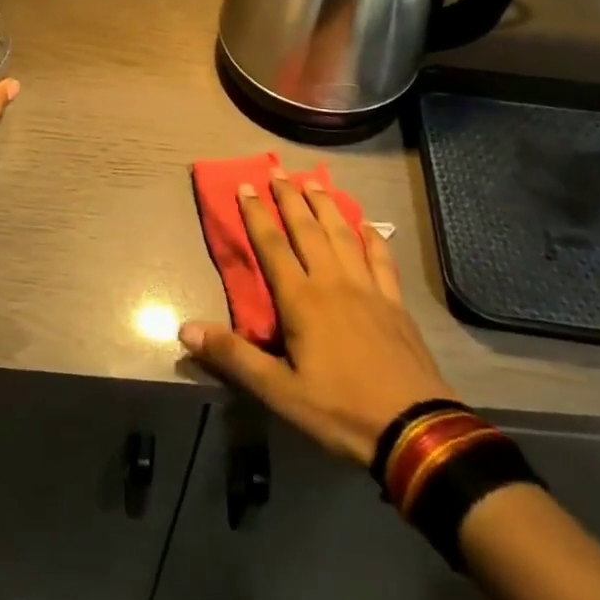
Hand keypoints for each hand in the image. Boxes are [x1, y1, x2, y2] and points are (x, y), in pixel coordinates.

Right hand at [179, 167, 453, 464]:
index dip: (256, 214)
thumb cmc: (340, 410)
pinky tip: (368, 224)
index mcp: (302, 300)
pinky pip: (381, 260)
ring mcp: (368, 289)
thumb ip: (233, 356)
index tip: (245, 186)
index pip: (272, 245)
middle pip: (307, 229)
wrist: (414, 429)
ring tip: (313, 182)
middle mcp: (333, 282)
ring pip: (343, 235)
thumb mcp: (279, 391)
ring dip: (326, 206)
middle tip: (277, 170)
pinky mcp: (394, 303)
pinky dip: (373, 238)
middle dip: (289, 198)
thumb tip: (185, 329)